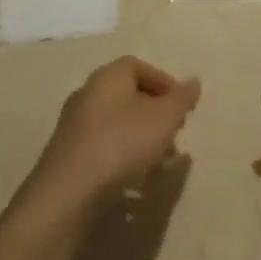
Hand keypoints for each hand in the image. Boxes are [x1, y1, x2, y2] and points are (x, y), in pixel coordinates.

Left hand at [21, 55, 200, 216]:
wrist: (68, 193)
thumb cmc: (122, 142)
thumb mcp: (165, 117)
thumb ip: (182, 98)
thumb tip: (194, 81)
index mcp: (108, 76)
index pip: (139, 66)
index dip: (164, 83)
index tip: (181, 106)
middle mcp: (87, 93)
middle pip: (127, 95)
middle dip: (154, 113)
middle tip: (172, 133)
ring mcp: (73, 126)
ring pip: (115, 124)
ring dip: (139, 138)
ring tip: (157, 162)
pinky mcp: (66, 156)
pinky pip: (101, 147)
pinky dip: (120, 157)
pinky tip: (132, 180)